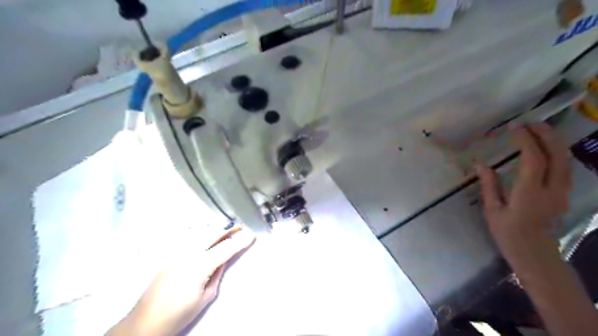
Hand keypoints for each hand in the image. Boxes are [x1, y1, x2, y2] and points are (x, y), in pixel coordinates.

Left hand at [108, 228, 253, 335]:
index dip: (240, 241)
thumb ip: (218, 272)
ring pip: (201, 231)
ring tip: (229, 226)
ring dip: (217, 227)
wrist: (146, 322)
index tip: (252, 234)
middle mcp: (187, 253)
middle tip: (243, 226)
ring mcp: (176, 251)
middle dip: (230, 229)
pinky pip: (189, 235)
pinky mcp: (170, 253)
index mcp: (199, 266)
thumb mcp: (207, 296)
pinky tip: (208, 231)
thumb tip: (226, 256)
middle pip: (213, 233)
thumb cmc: (180, 314)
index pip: (225, 248)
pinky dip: (202, 231)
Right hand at [478, 124, 568, 259]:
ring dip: (554, 141)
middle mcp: (552, 189)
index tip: (513, 128)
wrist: (536, 255)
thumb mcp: (492, 210)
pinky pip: (565, 167)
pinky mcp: (564, 195)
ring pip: (566, 159)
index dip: (525, 140)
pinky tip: (545, 150)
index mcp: (529, 193)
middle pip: (558, 154)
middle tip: (531, 123)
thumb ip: (489, 185)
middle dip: (546, 134)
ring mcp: (562, 192)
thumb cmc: (508, 234)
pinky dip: (557, 153)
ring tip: (538, 131)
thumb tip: (481, 164)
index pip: (533, 159)